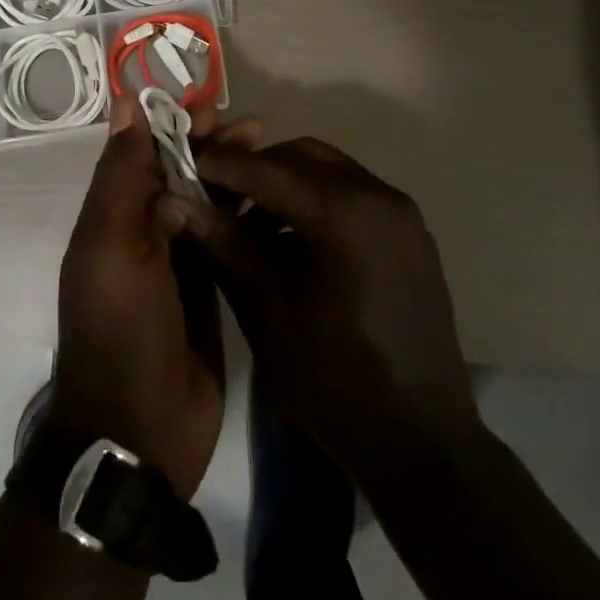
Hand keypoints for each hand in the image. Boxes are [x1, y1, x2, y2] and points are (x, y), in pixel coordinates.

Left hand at [48, 96, 258, 497]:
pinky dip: (244, 215)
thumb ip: (121, 176)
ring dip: (231, 175)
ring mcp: (177, 262)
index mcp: (112, 217)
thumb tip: (125, 105)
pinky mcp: (208, 289)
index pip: (143, 153)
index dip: (173, 124)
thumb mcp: (112, 246)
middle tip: (254, 127)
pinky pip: (225, 239)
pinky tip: (275, 201)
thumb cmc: (122, 329)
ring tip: (269, 152)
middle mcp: (142, 232)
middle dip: (211, 146)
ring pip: (205, 202)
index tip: (212, 105)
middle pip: (178, 173)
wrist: (140, 429)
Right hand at [185, 138, 479, 477]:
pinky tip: (293, 243)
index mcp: (347, 214)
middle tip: (215, 198)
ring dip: (285, 185)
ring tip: (250, 228)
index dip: (221, 164)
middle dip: (255, 170)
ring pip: (329, 172)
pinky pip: (353, 196)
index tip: (182, 164)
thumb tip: (176, 201)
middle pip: (303, 157)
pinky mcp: (411, 235)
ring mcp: (403, 215)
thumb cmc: (336, 381)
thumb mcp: (268, 313)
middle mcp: (381, 197)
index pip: (269, 169)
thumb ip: (225, 246)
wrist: (423, 442)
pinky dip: (316, 202)